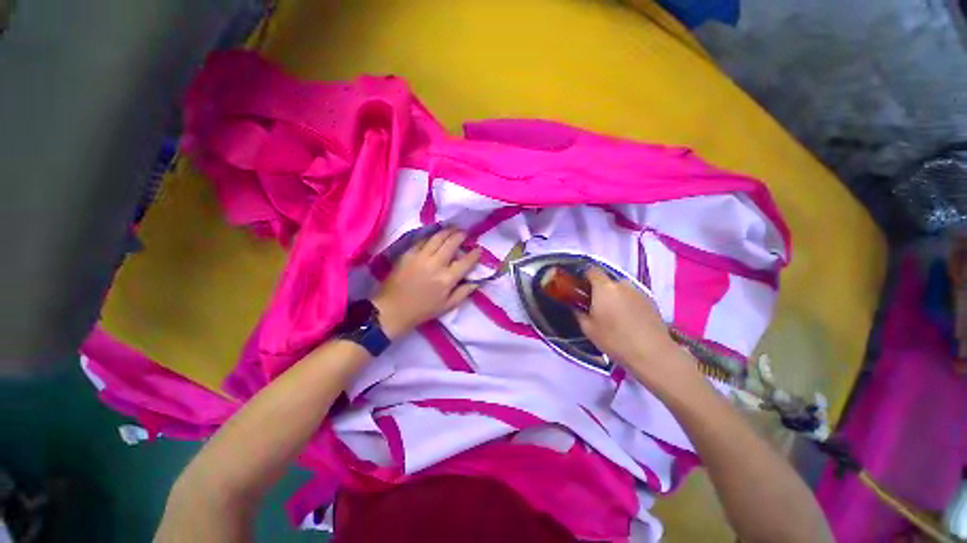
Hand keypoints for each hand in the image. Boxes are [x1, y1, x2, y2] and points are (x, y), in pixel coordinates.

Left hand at [373, 229, 480, 338]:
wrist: (393, 309)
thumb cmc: (422, 310)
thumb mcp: (447, 306)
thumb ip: (464, 292)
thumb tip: (477, 282)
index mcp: (447, 279)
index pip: (466, 261)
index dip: (475, 254)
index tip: (479, 249)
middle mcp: (436, 264)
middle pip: (452, 243)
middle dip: (461, 236)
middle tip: (465, 234)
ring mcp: (421, 257)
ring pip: (437, 237)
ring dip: (448, 231)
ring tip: (453, 229)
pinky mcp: (408, 254)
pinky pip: (422, 240)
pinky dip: (431, 236)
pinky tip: (435, 236)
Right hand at [575, 268, 690, 379]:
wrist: (653, 354)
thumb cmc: (614, 340)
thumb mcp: (588, 329)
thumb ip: (579, 313)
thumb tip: (576, 307)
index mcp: (604, 288)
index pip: (592, 270)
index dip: (585, 277)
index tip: (581, 289)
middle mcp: (622, 284)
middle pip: (607, 281)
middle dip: (600, 290)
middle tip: (597, 307)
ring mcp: (639, 291)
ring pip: (621, 289)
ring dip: (615, 297)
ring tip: (615, 315)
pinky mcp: (651, 301)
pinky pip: (633, 297)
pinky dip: (628, 303)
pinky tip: (629, 320)